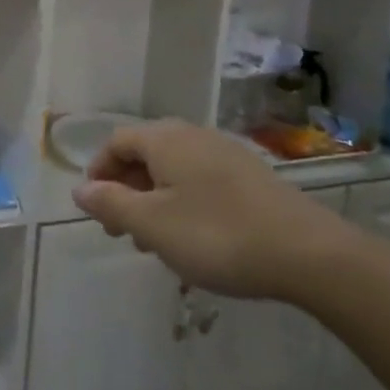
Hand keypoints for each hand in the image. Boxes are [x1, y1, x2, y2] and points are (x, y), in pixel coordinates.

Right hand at [72, 121, 354, 300]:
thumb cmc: (218, 235)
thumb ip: (111, 204)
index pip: (116, 142)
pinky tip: (193, 237)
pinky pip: (201, 180)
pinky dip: (183, 201)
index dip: (99, 172)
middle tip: (120, 230)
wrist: (309, 254)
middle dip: (126, 189)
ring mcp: (226, 153)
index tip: (94, 208)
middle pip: (145, 153)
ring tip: (154, 241)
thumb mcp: (153, 225)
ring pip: (174, 169)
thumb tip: (80, 189)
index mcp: (164, 139)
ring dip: (154, 199)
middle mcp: (192, 135)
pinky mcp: (251, 176)